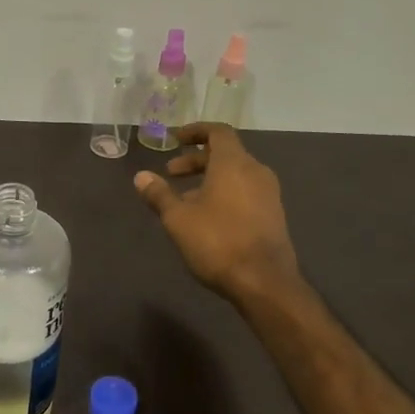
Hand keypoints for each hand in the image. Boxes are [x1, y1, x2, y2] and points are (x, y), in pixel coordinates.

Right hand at [134, 124, 300, 302]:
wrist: (264, 282)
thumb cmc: (217, 242)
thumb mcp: (178, 219)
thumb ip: (159, 194)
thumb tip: (141, 177)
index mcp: (234, 163)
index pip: (218, 132)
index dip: (196, 131)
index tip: (175, 139)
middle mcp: (256, 172)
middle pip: (226, 154)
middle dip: (196, 160)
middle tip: (171, 173)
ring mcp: (269, 194)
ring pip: (235, 175)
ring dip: (209, 179)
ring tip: (184, 200)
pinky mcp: (273, 215)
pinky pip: (245, 192)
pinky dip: (224, 193)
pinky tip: (207, 218)